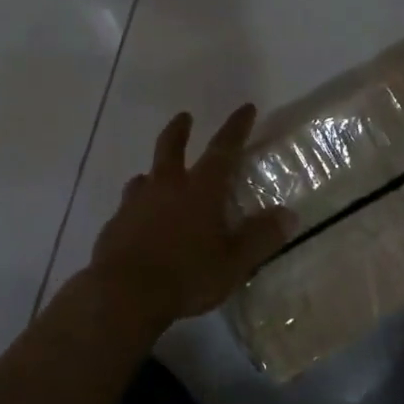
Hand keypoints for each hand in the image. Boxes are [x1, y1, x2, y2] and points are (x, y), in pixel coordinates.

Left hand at [89, 105, 290, 331]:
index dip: (236, 127)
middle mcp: (166, 187)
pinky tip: (137, 220)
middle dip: (180, 130)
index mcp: (200, 190)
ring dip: (152, 172)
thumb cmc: (187, 276)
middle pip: (171, 148)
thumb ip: (261, 238)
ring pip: (144, 177)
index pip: (223, 149)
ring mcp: (135, 205)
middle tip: (184, 117)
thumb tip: (289, 215)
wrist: (123, 295)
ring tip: (153, 175)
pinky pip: (127, 207)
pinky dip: (136, 206)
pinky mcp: (114, 226)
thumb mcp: (234, 262)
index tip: (246, 108)